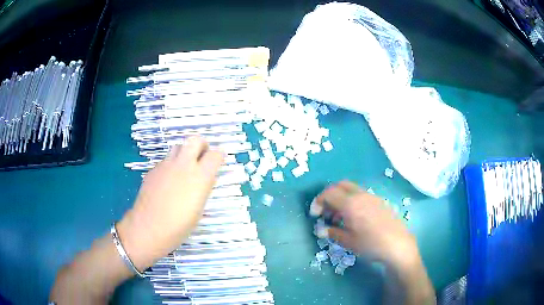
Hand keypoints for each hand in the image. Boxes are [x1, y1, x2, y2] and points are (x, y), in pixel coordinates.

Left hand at [117, 137, 223, 271]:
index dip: (219, 156)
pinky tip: (168, 182)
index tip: (218, 162)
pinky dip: (171, 165)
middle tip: (202, 158)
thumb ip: (203, 187)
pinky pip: (165, 160)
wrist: (149, 227)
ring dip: (184, 153)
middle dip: (201, 146)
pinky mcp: (153, 169)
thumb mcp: (199, 208)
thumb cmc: (180, 225)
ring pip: (178, 147)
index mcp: (200, 176)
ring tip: (184, 169)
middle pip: (195, 140)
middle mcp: (184, 165)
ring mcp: (166, 165)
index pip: (215, 154)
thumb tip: (204, 177)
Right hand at [311, 180, 417, 266]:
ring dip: (340, 197)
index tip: (315, 214)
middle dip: (329, 195)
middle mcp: (360, 195)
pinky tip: (353, 216)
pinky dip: (351, 199)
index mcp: (350, 204)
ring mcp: (371, 196)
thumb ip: (332, 232)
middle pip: (340, 185)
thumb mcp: (348, 241)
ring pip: (351, 189)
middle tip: (325, 210)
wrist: (397, 244)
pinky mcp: (379, 201)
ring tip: (338, 216)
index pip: (329, 193)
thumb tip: (320, 230)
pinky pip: (360, 194)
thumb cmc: (370, 244)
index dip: (318, 201)